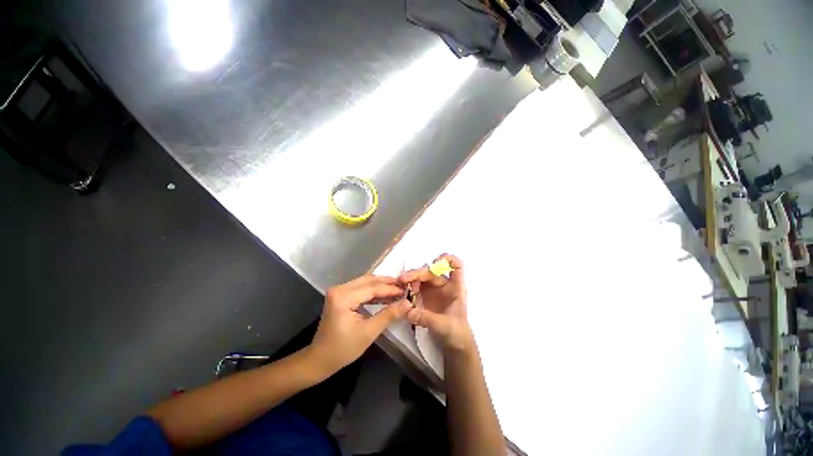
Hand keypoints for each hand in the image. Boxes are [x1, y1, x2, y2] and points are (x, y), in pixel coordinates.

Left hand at [308, 275, 410, 375]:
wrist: (320, 359)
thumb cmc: (343, 349)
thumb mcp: (369, 332)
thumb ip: (389, 315)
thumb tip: (408, 303)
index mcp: (343, 297)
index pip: (372, 288)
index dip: (390, 289)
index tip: (406, 290)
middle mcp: (340, 289)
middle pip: (368, 280)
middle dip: (387, 283)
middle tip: (404, 286)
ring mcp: (339, 291)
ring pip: (365, 282)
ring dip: (381, 286)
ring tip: (397, 290)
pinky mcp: (340, 295)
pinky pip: (360, 289)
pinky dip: (373, 292)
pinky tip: (385, 296)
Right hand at [400, 254, 473, 353]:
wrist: (455, 346)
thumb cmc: (456, 333)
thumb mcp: (444, 326)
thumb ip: (427, 318)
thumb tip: (409, 312)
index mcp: (455, 288)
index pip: (457, 266)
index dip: (447, 260)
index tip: (435, 262)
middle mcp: (444, 285)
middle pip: (432, 271)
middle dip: (418, 273)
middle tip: (403, 279)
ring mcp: (434, 291)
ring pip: (422, 278)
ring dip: (411, 280)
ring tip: (402, 287)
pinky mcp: (425, 298)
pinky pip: (416, 287)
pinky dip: (409, 288)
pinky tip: (403, 293)